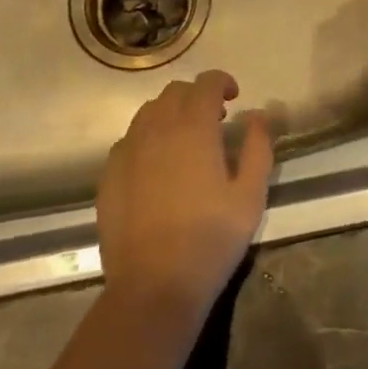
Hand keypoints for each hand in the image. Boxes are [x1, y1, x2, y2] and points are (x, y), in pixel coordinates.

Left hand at [97, 70, 274, 331]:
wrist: (154, 286)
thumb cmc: (211, 239)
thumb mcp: (250, 196)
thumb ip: (258, 147)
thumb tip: (258, 115)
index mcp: (193, 127)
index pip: (206, 83)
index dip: (222, 82)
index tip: (235, 97)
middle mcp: (156, 128)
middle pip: (175, 92)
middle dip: (197, 96)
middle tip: (215, 120)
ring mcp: (127, 150)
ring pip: (148, 112)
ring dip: (170, 114)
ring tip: (185, 140)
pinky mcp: (109, 174)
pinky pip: (129, 140)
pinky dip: (147, 139)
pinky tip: (157, 167)